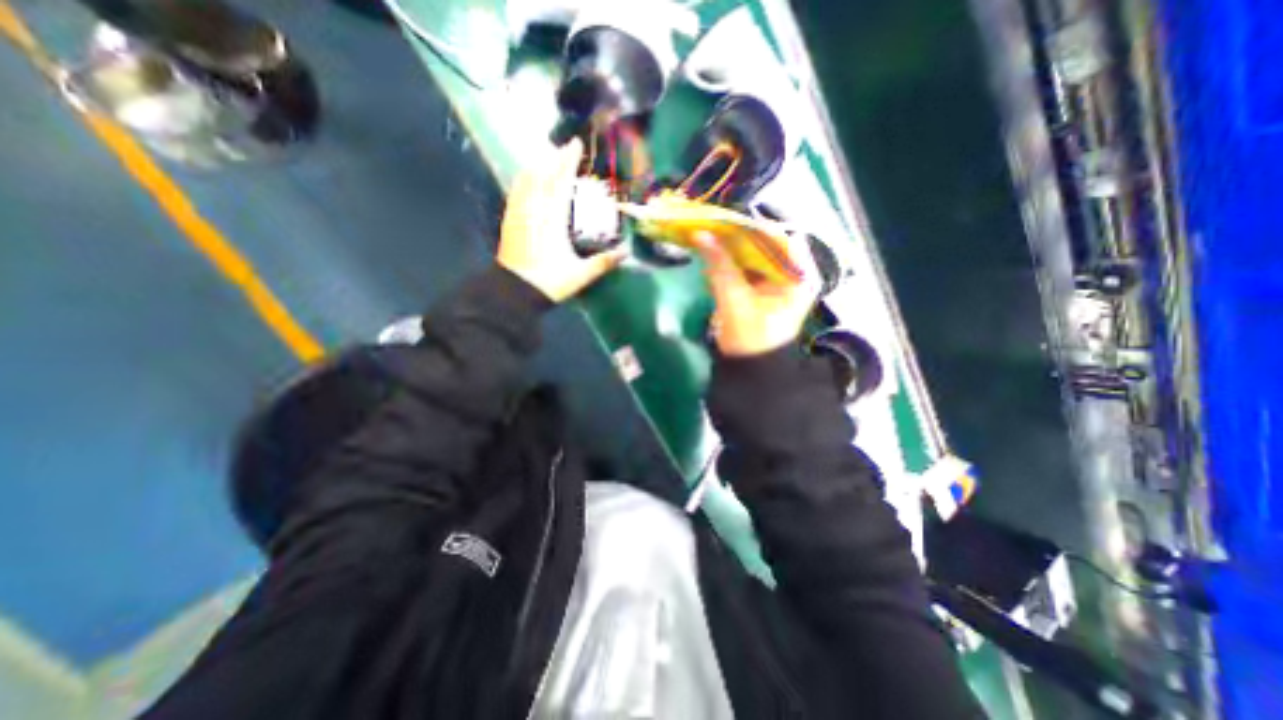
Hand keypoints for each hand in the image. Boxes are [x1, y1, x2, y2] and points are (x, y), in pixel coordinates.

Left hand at [495, 139, 627, 300]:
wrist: (515, 292)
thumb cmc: (550, 282)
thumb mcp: (581, 274)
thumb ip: (604, 262)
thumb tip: (627, 252)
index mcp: (553, 219)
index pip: (561, 183)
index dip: (569, 162)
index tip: (575, 144)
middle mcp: (535, 210)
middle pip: (544, 176)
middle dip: (555, 159)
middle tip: (565, 146)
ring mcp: (520, 214)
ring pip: (527, 181)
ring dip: (538, 166)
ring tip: (546, 157)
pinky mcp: (510, 222)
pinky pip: (515, 193)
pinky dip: (522, 180)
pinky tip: (525, 177)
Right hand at [693, 231, 821, 356]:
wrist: (750, 370)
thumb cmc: (750, 338)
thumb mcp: (734, 299)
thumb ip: (720, 265)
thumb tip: (701, 234)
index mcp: (799, 275)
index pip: (780, 237)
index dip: (753, 227)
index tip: (726, 223)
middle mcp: (794, 274)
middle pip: (767, 244)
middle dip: (739, 237)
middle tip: (713, 228)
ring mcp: (780, 282)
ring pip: (756, 255)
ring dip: (733, 249)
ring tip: (710, 240)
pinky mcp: (765, 290)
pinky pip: (749, 268)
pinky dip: (732, 263)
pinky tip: (714, 259)